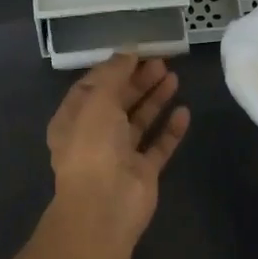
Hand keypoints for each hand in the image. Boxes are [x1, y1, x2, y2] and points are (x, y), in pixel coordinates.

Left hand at [46, 53, 190, 244]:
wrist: (105, 205)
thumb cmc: (94, 146)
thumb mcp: (98, 100)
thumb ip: (113, 74)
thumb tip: (127, 52)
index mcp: (73, 119)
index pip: (91, 87)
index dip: (113, 69)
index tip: (136, 53)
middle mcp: (94, 136)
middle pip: (118, 102)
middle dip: (138, 81)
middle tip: (162, 62)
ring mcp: (120, 156)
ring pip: (139, 122)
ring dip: (155, 100)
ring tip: (174, 78)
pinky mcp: (143, 172)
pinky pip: (158, 146)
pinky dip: (170, 129)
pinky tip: (184, 112)